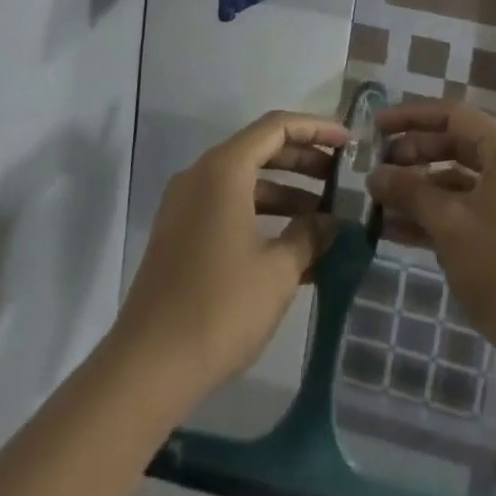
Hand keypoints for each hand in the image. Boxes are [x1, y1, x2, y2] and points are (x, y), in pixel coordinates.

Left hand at [115, 111, 349, 394]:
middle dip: (304, 162)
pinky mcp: (181, 236)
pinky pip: (230, 208)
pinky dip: (263, 217)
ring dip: (287, 194)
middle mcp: (201, 176)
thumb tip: (330, 222)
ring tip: (326, 218)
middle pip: (261, 150)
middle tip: (341, 178)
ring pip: (246, 182)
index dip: (316, 129)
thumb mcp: (278, 271)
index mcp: (224, 170)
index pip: (277, 127)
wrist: (147, 368)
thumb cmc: (219, 308)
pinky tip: (294, 248)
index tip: (348, 144)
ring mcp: (187, 206)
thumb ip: (309, 235)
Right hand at [364, 101, 495, 369]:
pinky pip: (466, 208)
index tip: (375, 127)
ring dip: (418, 190)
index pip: (452, 116)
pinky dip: (435, 215)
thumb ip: (409, 191)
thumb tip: (374, 175)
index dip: (410, 117)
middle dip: (412, 157)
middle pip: (454, 145)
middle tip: (374, 169)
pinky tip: (396, 231)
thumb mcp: (448, 224)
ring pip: (457, 181)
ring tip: (377, 202)